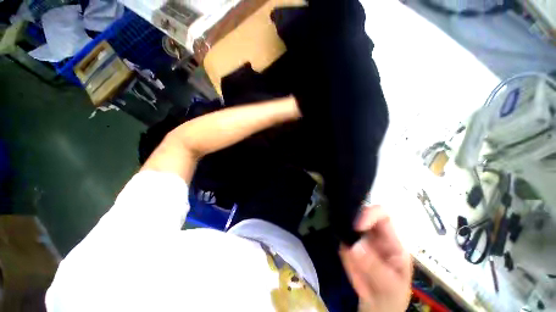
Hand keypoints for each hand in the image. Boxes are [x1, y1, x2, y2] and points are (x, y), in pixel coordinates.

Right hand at [339, 205, 411, 311]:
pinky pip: (341, 239)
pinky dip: (340, 245)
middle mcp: (374, 234)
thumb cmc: (391, 294)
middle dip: (351, 219)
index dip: (369, 214)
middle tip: (344, 232)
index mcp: (392, 240)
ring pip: (348, 223)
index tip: (356, 226)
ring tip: (346, 253)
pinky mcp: (348, 245)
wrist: (377, 306)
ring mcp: (359, 238)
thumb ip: (374, 267)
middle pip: (362, 214)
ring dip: (343, 231)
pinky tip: (346, 260)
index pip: (382, 215)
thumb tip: (354, 246)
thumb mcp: (390, 285)